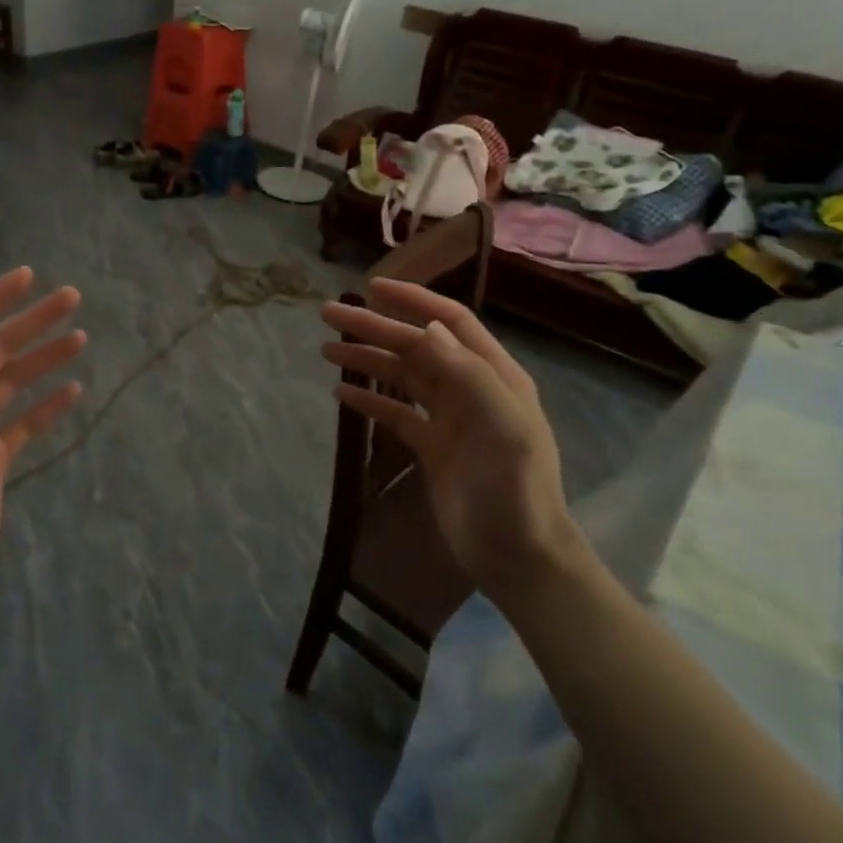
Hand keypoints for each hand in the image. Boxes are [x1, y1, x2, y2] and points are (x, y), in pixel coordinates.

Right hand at [320, 280, 574, 601]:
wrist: (517, 555)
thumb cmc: (514, 488)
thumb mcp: (501, 426)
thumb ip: (466, 374)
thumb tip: (426, 328)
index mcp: (493, 375)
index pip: (449, 322)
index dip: (413, 300)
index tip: (372, 287)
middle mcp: (470, 389)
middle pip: (416, 346)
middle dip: (374, 327)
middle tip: (328, 314)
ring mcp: (449, 418)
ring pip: (402, 376)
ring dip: (367, 359)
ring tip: (326, 350)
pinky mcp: (431, 447)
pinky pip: (395, 413)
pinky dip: (369, 399)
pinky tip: (340, 393)